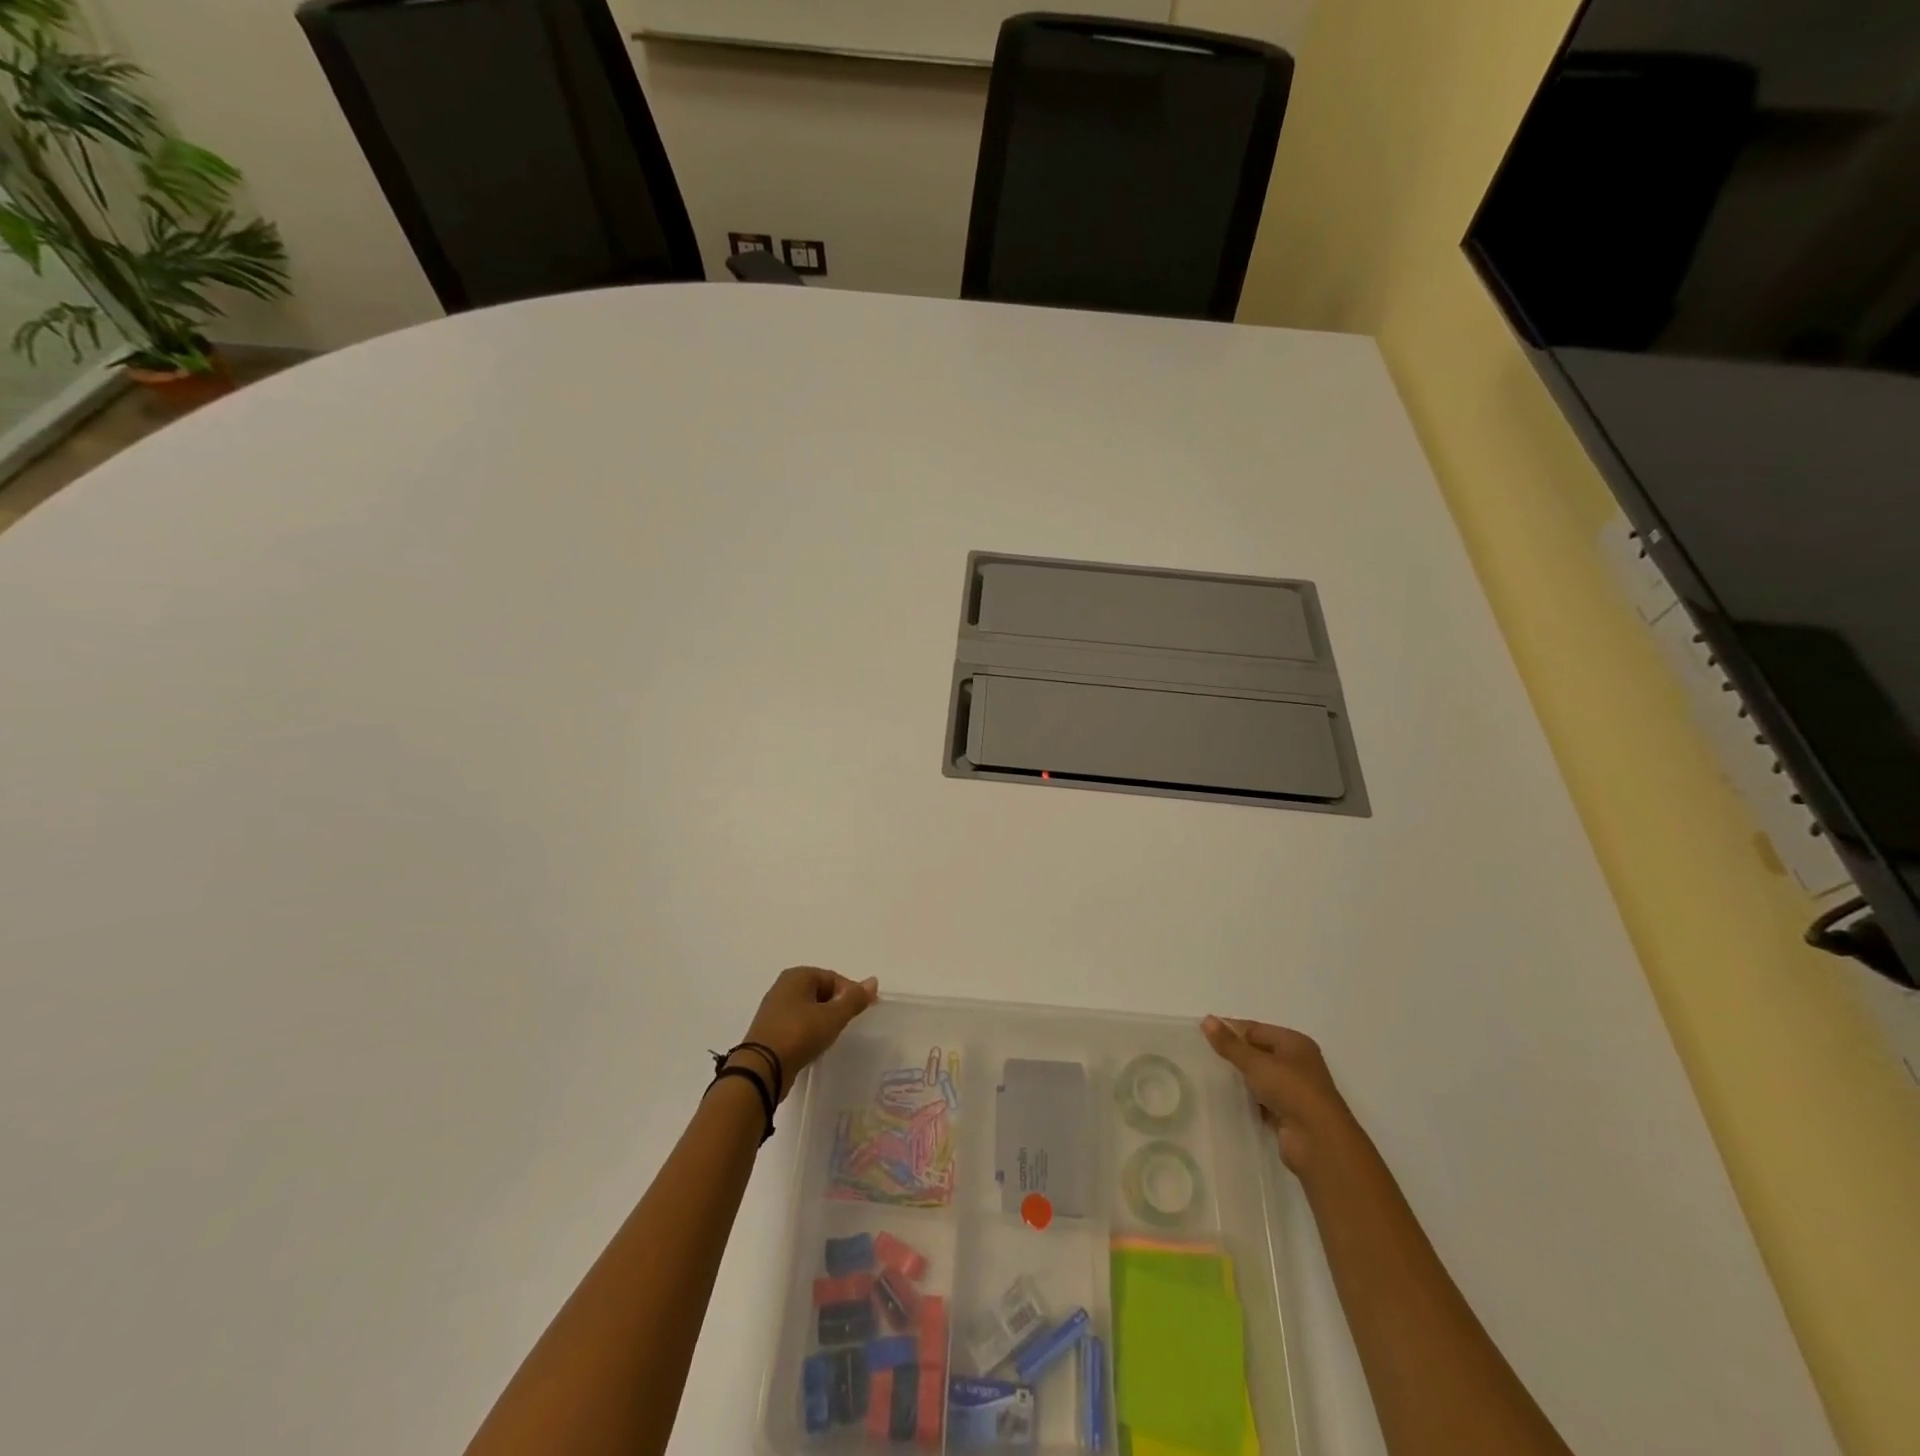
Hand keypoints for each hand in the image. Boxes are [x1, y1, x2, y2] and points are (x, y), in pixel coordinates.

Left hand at [738, 967, 878, 1100]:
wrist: (761, 1069)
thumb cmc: (799, 1034)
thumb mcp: (832, 1016)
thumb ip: (854, 999)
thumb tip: (873, 981)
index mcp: (797, 976)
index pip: (833, 978)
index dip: (851, 993)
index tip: (863, 1012)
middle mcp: (783, 987)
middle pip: (820, 992)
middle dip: (836, 1007)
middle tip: (848, 1025)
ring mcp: (774, 1010)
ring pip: (808, 1009)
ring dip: (823, 1020)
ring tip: (833, 1036)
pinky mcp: (770, 1031)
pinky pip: (797, 1025)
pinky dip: (809, 1031)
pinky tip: (815, 1045)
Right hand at [1202, 1015, 1355, 1173]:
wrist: (1319, 1142)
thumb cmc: (1291, 1090)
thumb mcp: (1256, 1063)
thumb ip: (1230, 1044)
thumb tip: (1207, 1019)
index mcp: (1294, 1043)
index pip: (1255, 1029)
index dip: (1230, 1029)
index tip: (1202, 1033)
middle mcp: (1297, 1063)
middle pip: (1258, 1052)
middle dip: (1234, 1054)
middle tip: (1202, 1054)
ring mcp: (1294, 1091)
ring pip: (1260, 1078)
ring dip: (1240, 1078)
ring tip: (1208, 1076)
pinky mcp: (1289, 1115)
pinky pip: (1262, 1100)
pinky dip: (1247, 1099)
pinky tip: (1226, 1099)